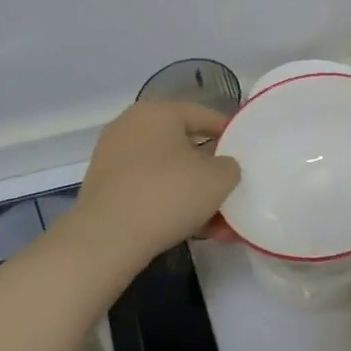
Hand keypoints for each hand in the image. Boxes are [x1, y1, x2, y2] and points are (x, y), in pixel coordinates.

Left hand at [72, 102, 241, 258]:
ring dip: (194, 194)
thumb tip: (222, 167)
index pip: (203, 115)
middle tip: (232, 189)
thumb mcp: (217, 179)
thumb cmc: (167, 194)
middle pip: (184, 146)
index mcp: (157, 112)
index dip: (229, 132)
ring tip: (219, 223)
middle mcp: (131, 127)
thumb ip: (230, 166)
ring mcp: (113, 158)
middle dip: (211, 171)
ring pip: (167, 173)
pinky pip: (149, 191)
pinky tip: (195, 231)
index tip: (246, 152)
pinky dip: (171, 206)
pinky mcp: (105, 189)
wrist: (107, 238)